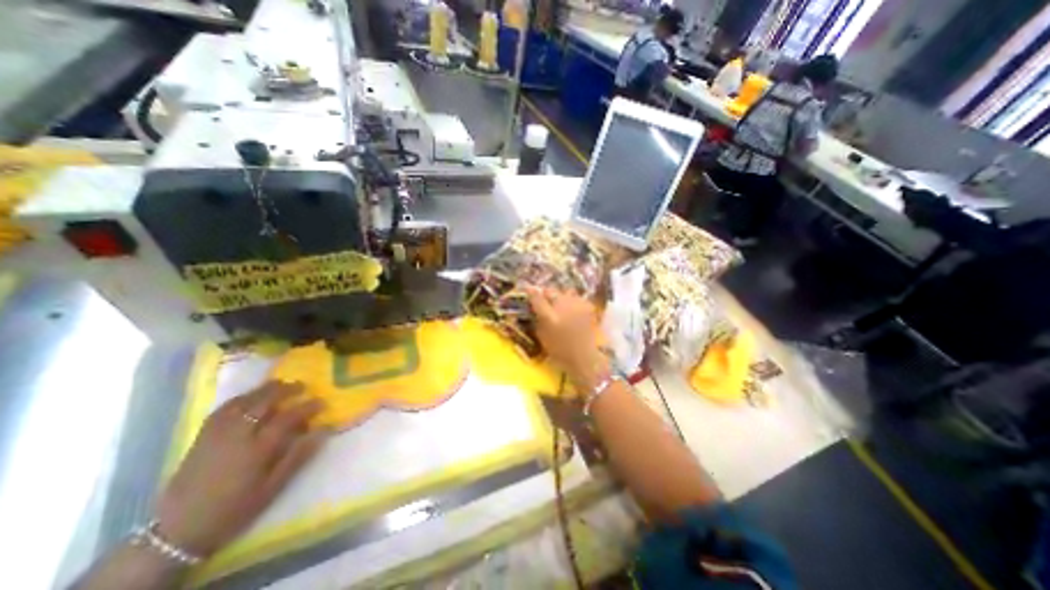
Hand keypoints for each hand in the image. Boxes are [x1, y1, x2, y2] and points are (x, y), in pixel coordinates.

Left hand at [153, 380, 327, 555]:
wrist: (178, 532)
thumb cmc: (235, 509)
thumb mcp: (273, 488)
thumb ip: (298, 456)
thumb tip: (322, 431)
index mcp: (257, 450)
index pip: (288, 418)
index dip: (307, 407)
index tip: (322, 402)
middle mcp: (238, 436)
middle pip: (264, 402)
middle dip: (286, 390)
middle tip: (303, 387)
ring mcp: (217, 435)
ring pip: (244, 401)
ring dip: (265, 390)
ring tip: (281, 384)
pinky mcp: (202, 437)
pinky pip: (223, 409)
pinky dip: (241, 398)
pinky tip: (250, 397)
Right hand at [522, 286, 606, 388]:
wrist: (585, 357)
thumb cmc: (560, 351)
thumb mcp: (542, 337)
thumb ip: (537, 320)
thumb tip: (534, 308)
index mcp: (549, 316)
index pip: (536, 296)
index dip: (531, 292)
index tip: (528, 290)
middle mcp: (563, 306)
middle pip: (551, 290)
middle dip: (546, 294)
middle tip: (545, 300)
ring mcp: (577, 305)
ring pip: (565, 292)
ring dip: (560, 296)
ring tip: (560, 304)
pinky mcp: (588, 306)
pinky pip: (577, 298)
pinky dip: (573, 302)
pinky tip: (573, 310)